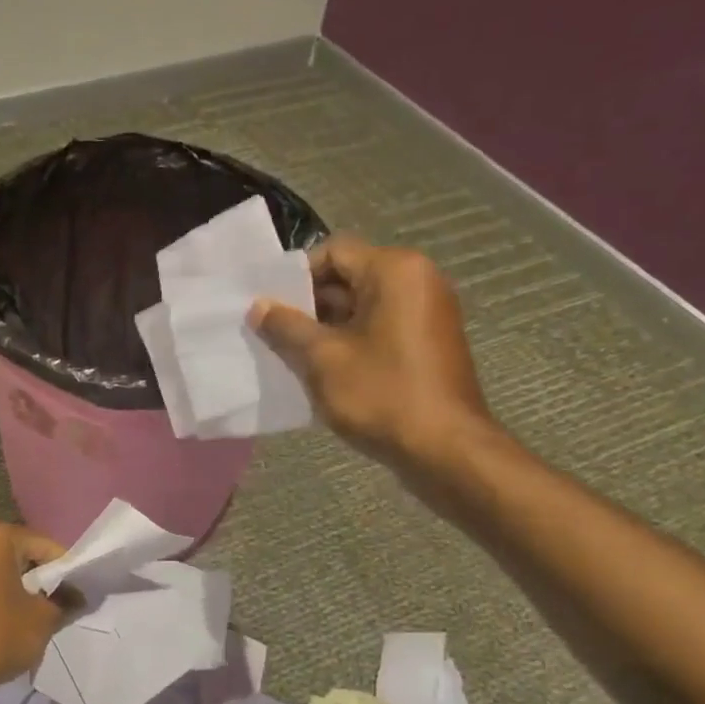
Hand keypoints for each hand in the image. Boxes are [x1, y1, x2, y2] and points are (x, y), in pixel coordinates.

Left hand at [0, 519, 67, 703]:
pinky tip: (10, 614)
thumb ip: (65, 600)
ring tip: (35, 612)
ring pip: (0, 564)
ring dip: (18, 583)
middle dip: (40, 576)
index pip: (43, 546)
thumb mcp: (42, 618)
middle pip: (20, 551)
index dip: (65, 571)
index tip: (79, 594)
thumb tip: (80, 596)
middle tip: (59, 603)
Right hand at [250, 237, 491, 468]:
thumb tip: (258, 306)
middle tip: (274, 334)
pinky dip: (350, 341)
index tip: (269, 309)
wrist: (446, 451)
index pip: (332, 252)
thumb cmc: (382, 395)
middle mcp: (418, 280)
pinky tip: (324, 371)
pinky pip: (380, 327)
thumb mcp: (322, 358)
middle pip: (348, 277)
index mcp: (395, 270)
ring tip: (293, 355)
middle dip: (308, 304)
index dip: (295, 278)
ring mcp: (428, 312)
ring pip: (362, 306)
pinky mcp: (429, 342)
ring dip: (326, 327)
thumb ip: (286, 326)